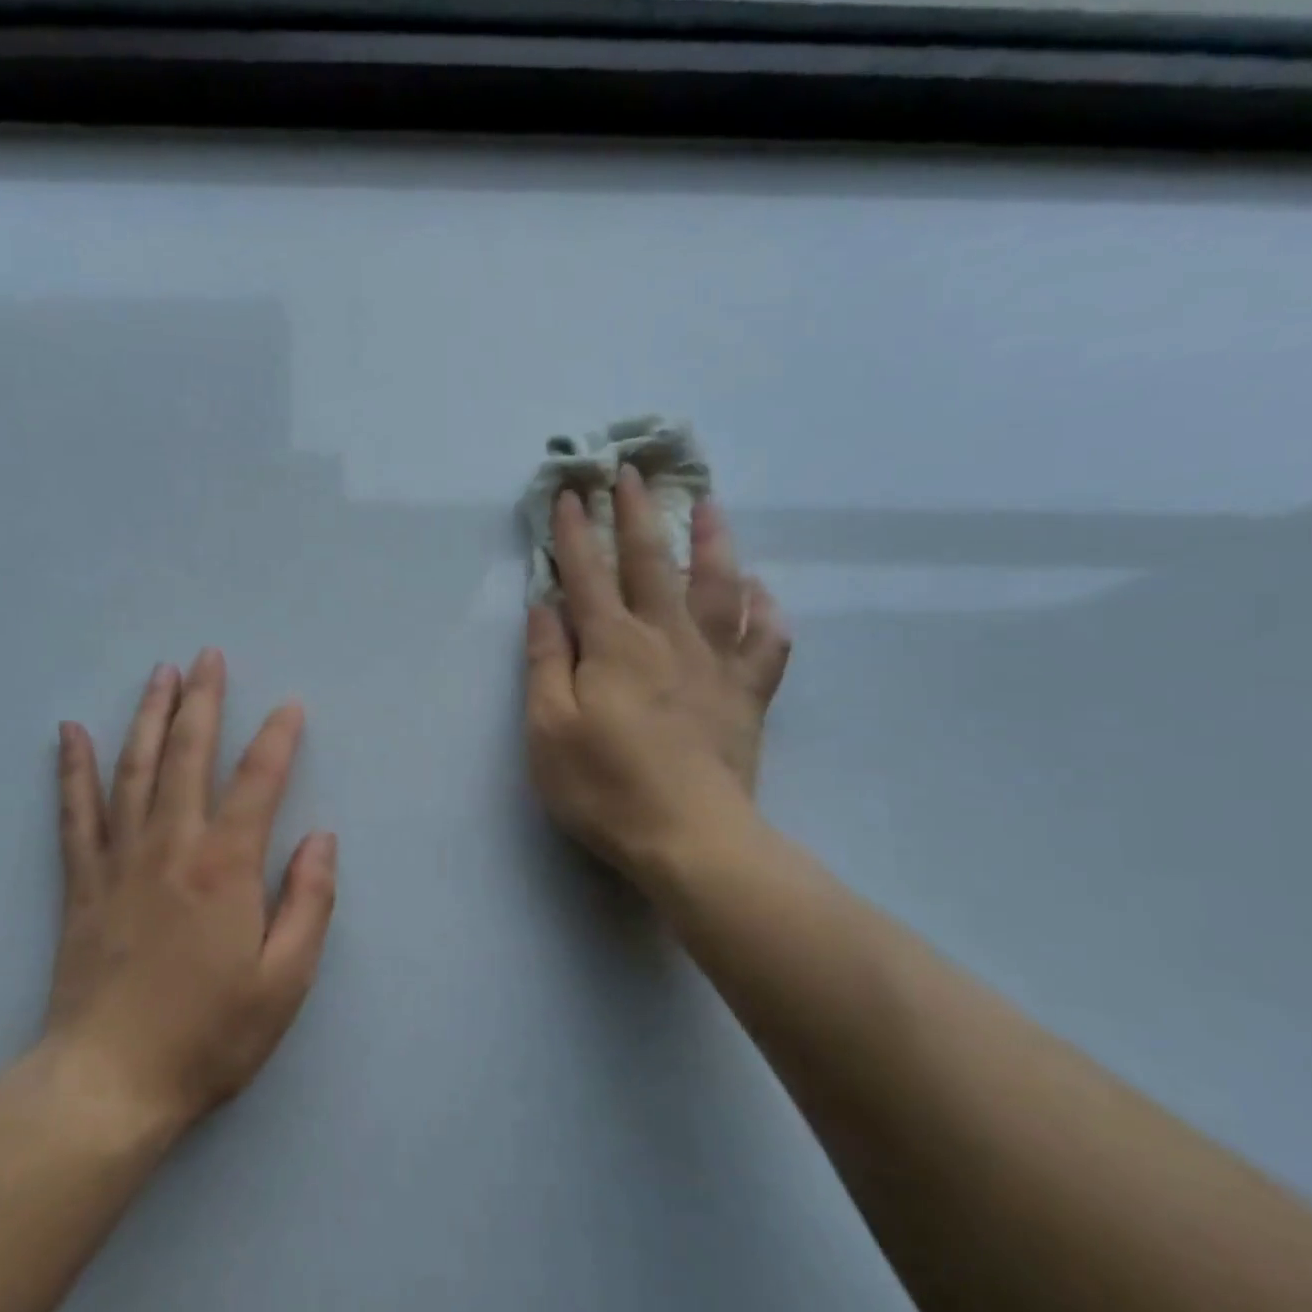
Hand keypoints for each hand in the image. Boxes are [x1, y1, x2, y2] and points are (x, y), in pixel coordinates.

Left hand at [36, 649, 336, 1140]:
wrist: (108, 1084)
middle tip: (207, 656)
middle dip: (202, 701)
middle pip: (189, 755)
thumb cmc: (208, 1035)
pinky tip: (70, 733)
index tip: (290, 706)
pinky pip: (75, 813)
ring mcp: (120, 859)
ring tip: (159, 674)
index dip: (278, 738)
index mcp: (226, 867)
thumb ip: (310, 902)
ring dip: (149, 715)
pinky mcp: (82, 883)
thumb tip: (321, 837)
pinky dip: (73, 769)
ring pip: (134, 769)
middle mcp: (172, 846)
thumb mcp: (286, 981)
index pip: (259, 781)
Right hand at [523, 466, 791, 892]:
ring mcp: (714, 663)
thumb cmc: (604, 786)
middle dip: (636, 514)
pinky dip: (767, 612)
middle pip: (650, 563)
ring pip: (717, 586)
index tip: (568, 492)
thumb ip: (545, 661)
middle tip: (632, 472)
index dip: (573, 532)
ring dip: (710, 542)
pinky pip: (766, 642)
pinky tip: (762, 593)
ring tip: (709, 506)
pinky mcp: (746, 694)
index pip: (587, 574)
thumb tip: (544, 605)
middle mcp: (665, 638)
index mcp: (612, 645)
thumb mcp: (547, 728)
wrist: (690, 839)